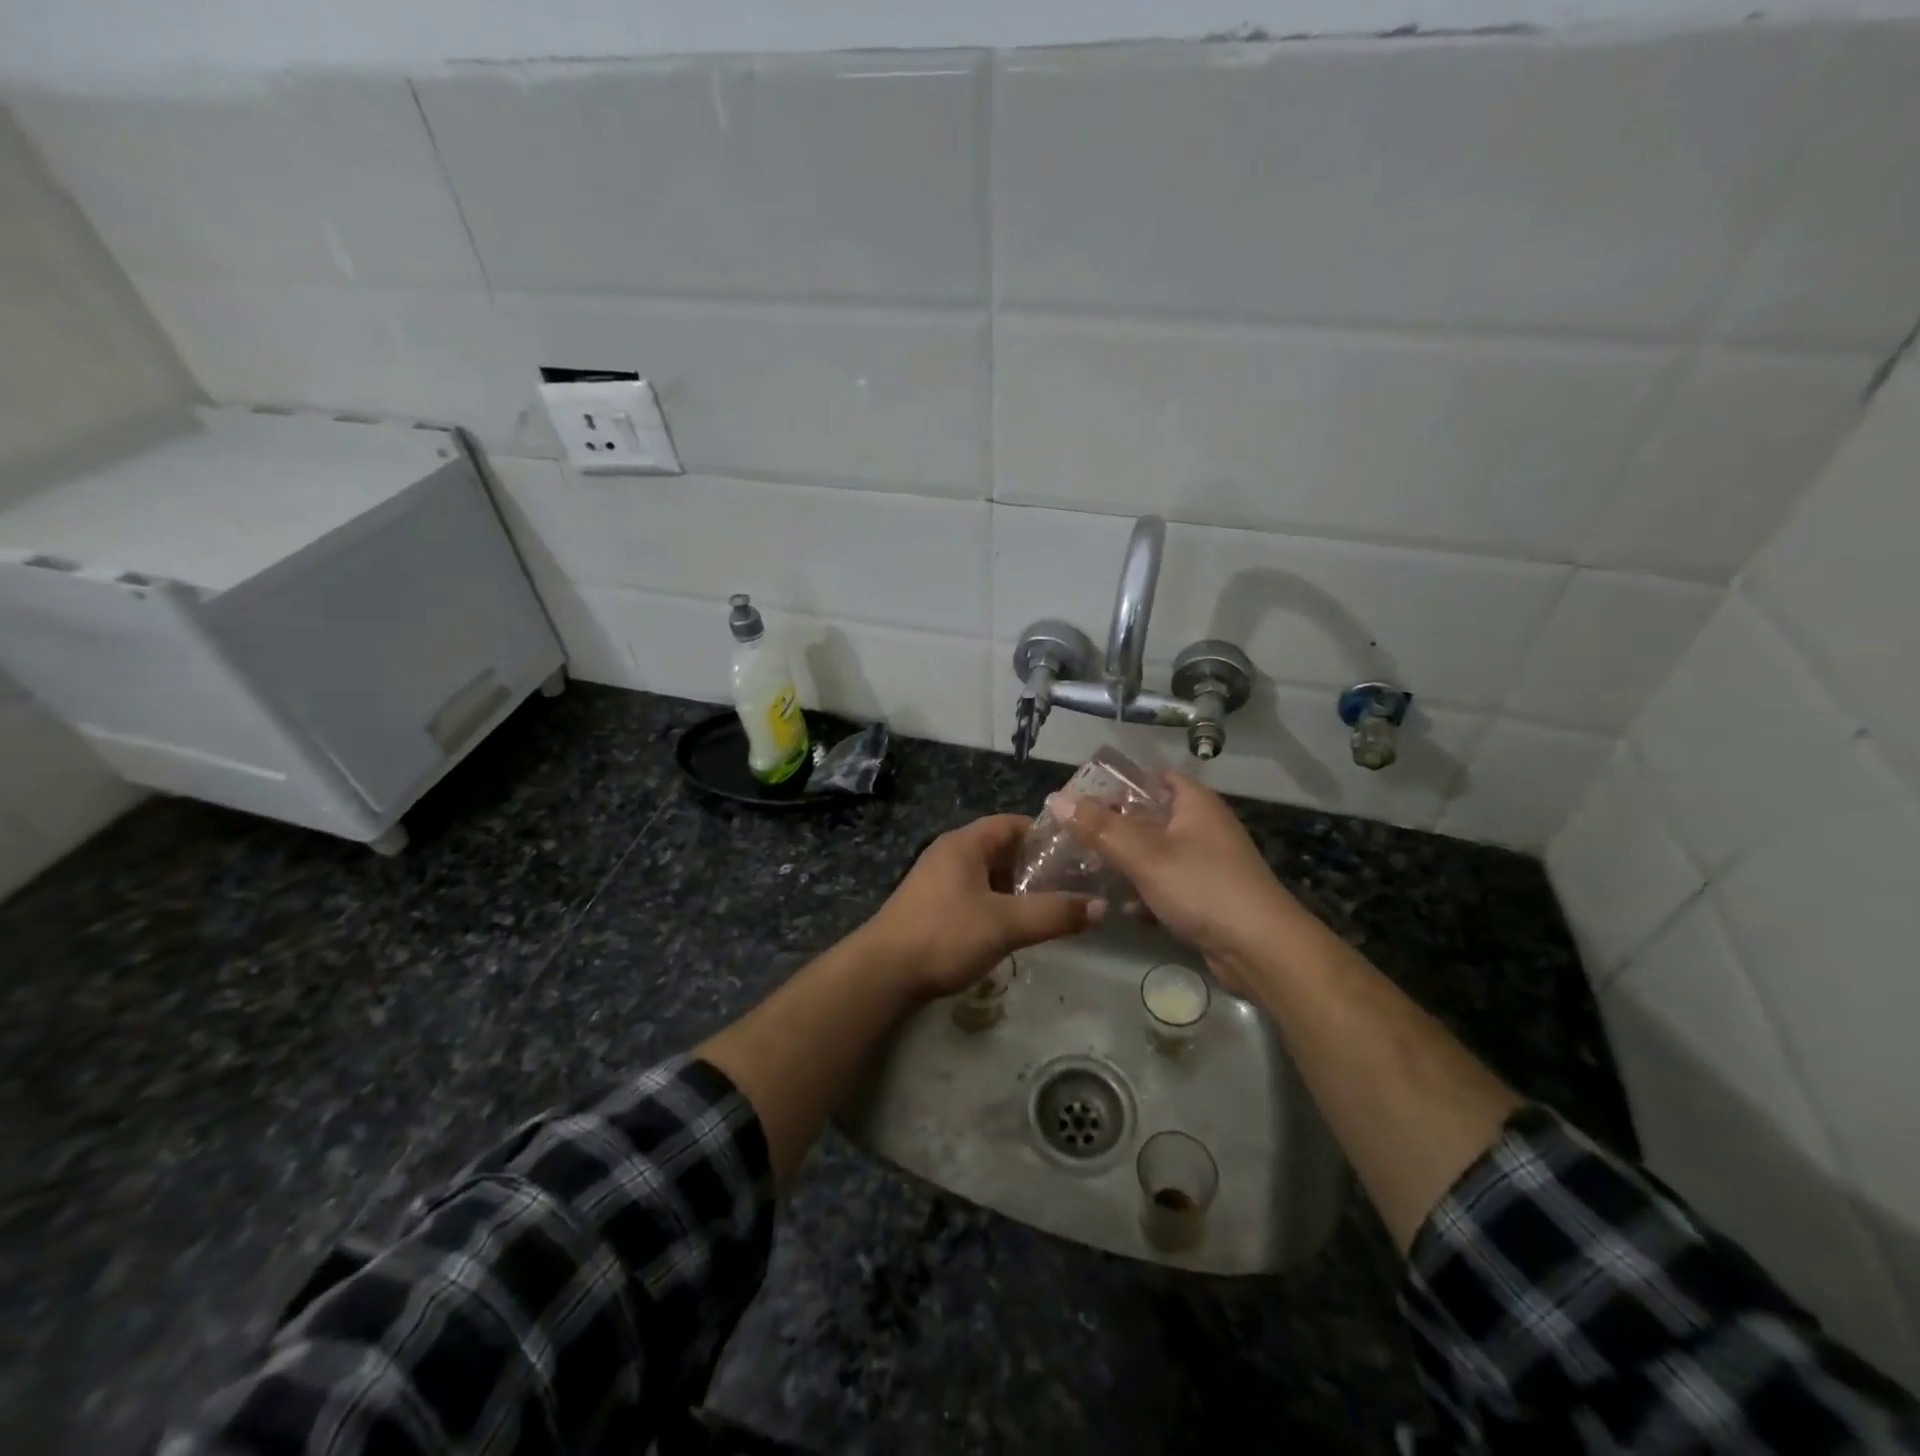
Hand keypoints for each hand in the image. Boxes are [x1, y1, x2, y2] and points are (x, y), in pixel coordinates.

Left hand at [863, 815, 1103, 997]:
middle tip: (1073, 884)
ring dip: (1018, 889)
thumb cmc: (945, 935)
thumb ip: (1054, 913)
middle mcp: (950, 854)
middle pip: (1002, 849)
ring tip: (1052, 907)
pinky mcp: (933, 907)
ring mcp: (938, 881)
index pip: (1013, 823)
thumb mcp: (1006, 923)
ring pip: (989, 876)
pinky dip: (998, 905)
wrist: (883, 973)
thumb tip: (1101, 907)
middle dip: (1036, 866)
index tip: (1078, 854)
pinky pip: (975, 896)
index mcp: (965, 843)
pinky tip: (1016, 928)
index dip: (1047, 835)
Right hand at [1045, 772, 1296, 992]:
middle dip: (1113, 829)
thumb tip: (1057, 800)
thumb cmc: (1203, 888)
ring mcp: (1206, 863)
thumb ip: (1100, 827)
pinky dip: (1147, 894)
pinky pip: (1167, 886)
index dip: (1117, 783)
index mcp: (1194, 804)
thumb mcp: (1145, 854)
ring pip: (1155, 855)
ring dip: (1126, 864)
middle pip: (1148, 817)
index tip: (1080, 798)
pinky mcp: (1206, 897)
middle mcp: (1202, 827)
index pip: (1151, 777)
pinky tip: (1127, 910)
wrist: (1261, 950)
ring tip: (1090, 873)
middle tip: (1075, 838)